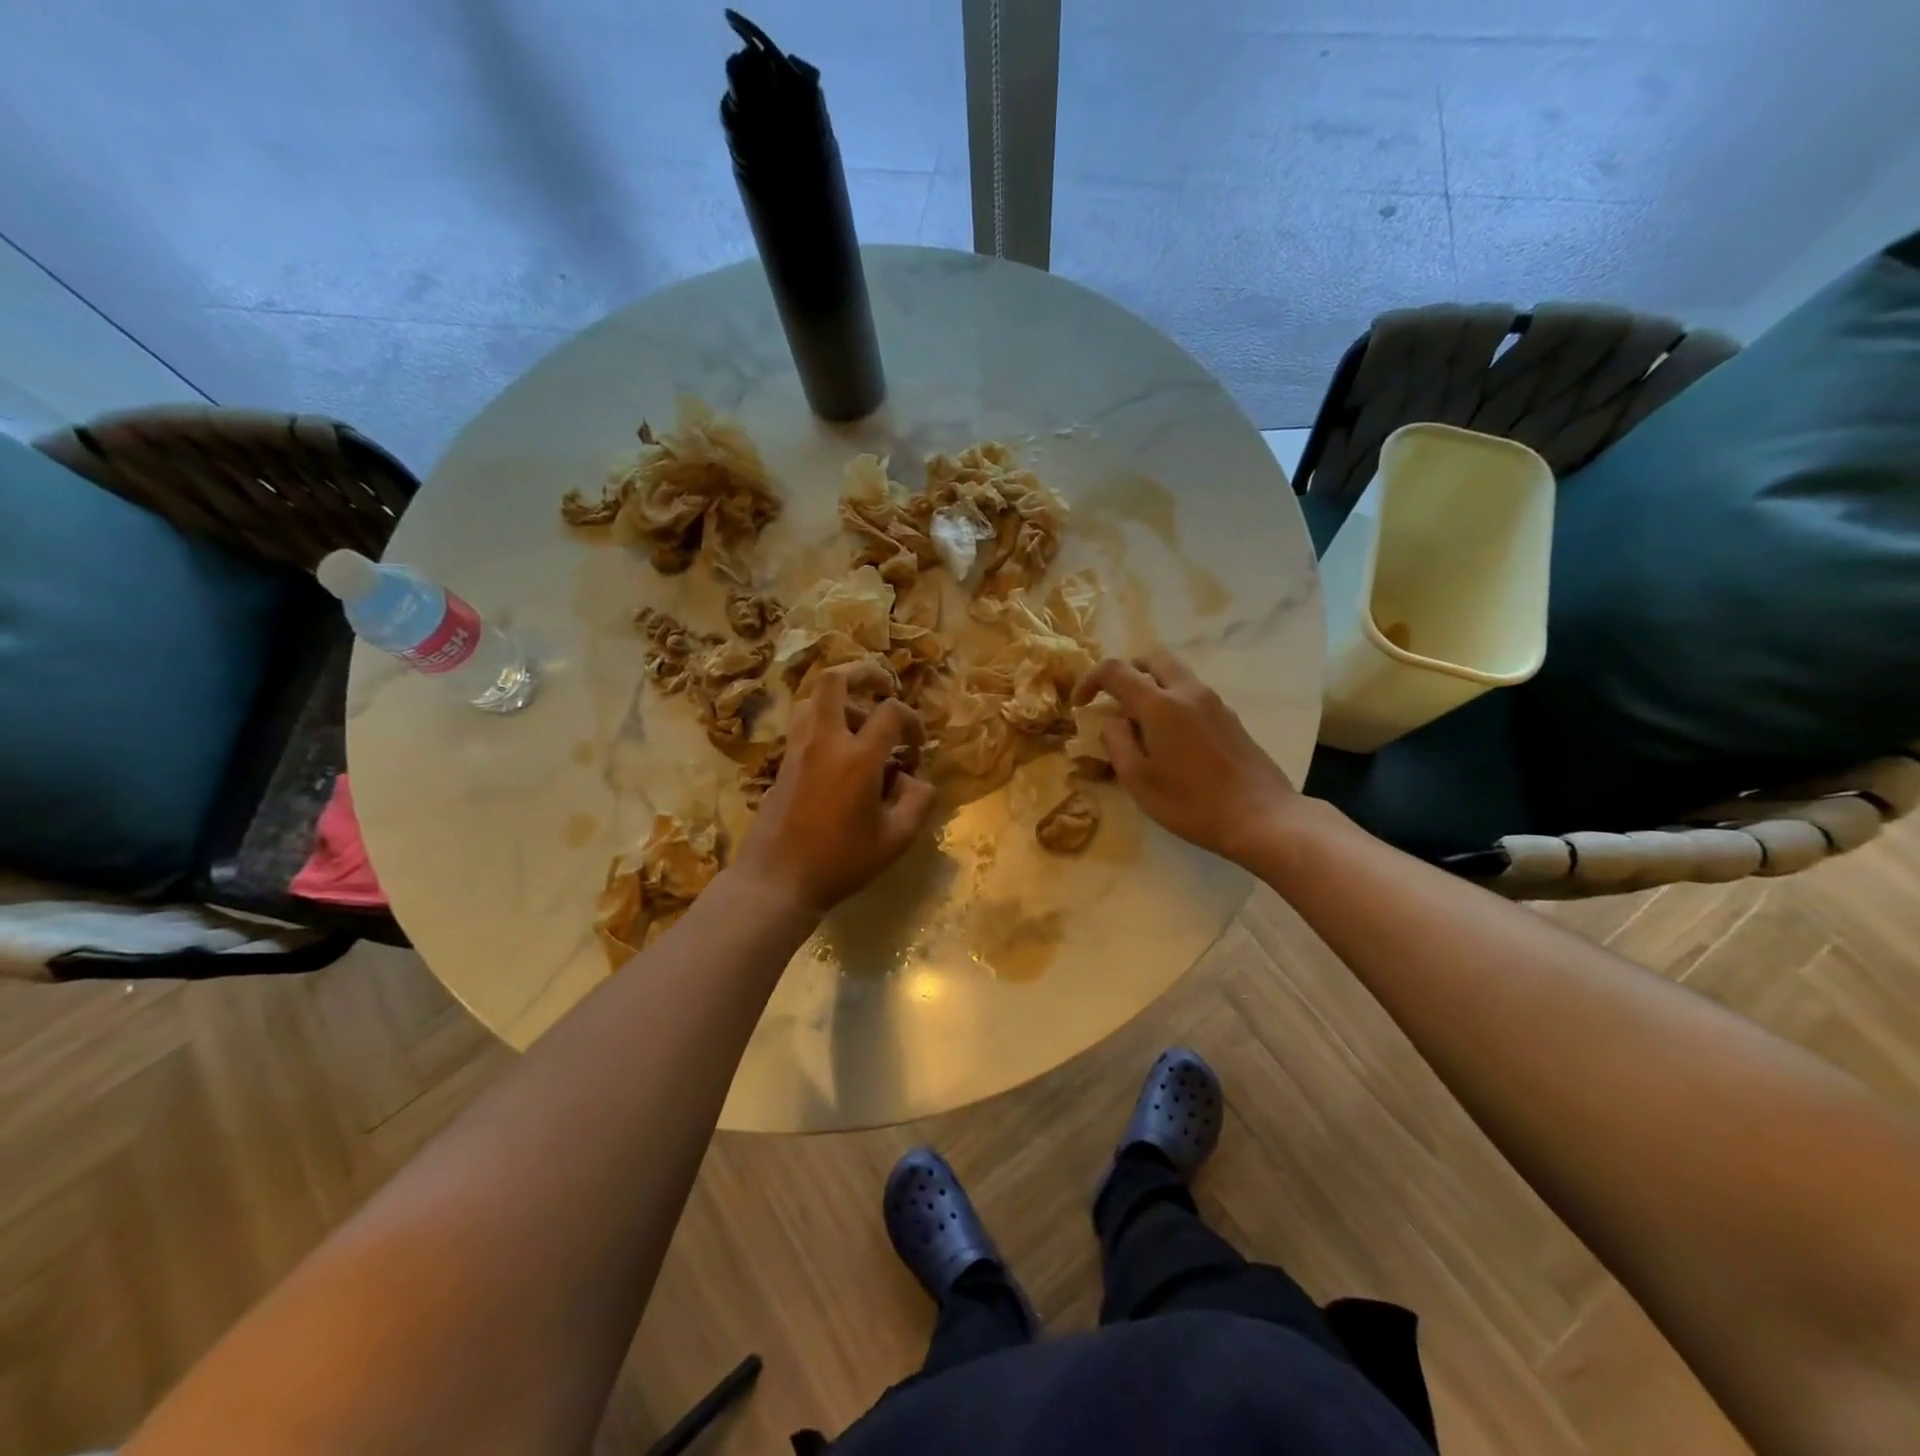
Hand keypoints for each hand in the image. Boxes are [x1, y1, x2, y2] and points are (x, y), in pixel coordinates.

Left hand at [734, 664, 935, 915]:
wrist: (777, 880)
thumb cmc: (841, 862)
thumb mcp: (896, 839)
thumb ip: (918, 802)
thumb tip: (916, 779)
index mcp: (858, 757)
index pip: (891, 712)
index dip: (912, 720)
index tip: (917, 745)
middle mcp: (825, 741)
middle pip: (834, 680)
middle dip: (862, 672)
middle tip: (882, 686)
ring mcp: (797, 748)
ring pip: (812, 698)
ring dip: (840, 699)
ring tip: (859, 722)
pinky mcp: (782, 762)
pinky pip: (801, 722)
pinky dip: (822, 719)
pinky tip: (837, 749)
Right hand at [1076, 651, 1297, 864]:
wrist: (1260, 816)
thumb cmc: (1191, 803)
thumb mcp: (1139, 780)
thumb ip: (1117, 743)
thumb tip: (1112, 721)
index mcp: (1160, 705)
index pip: (1116, 671)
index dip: (1090, 680)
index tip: (1080, 704)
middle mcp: (1188, 692)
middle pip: (1152, 659)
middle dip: (1127, 672)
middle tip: (1114, 700)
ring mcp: (1214, 703)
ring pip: (1176, 674)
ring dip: (1152, 686)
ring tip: (1140, 723)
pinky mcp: (1230, 718)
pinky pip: (1193, 694)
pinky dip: (1173, 701)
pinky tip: (1171, 739)